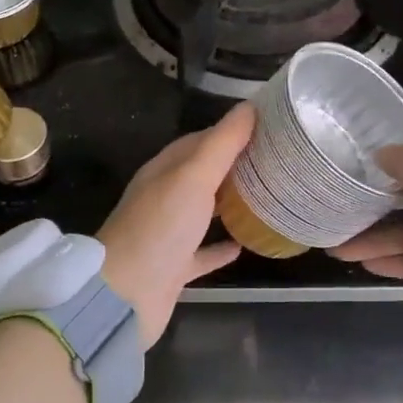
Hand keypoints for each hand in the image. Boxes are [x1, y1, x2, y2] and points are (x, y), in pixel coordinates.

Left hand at [98, 102, 254, 345]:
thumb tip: (249, 107)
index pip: (200, 141)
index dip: (232, 132)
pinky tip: (245, 244)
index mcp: (164, 171)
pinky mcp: (175, 268)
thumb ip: (222, 144)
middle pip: (203, 175)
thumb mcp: (193, 177)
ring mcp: (168, 234)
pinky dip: (221, 247)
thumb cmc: (160, 228)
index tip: (268, 128)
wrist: (125, 295)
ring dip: (230, 203)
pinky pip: (203, 252)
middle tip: (277, 162)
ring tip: (268, 196)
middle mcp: (164, 198)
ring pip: (203, 212)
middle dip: (236, 166)